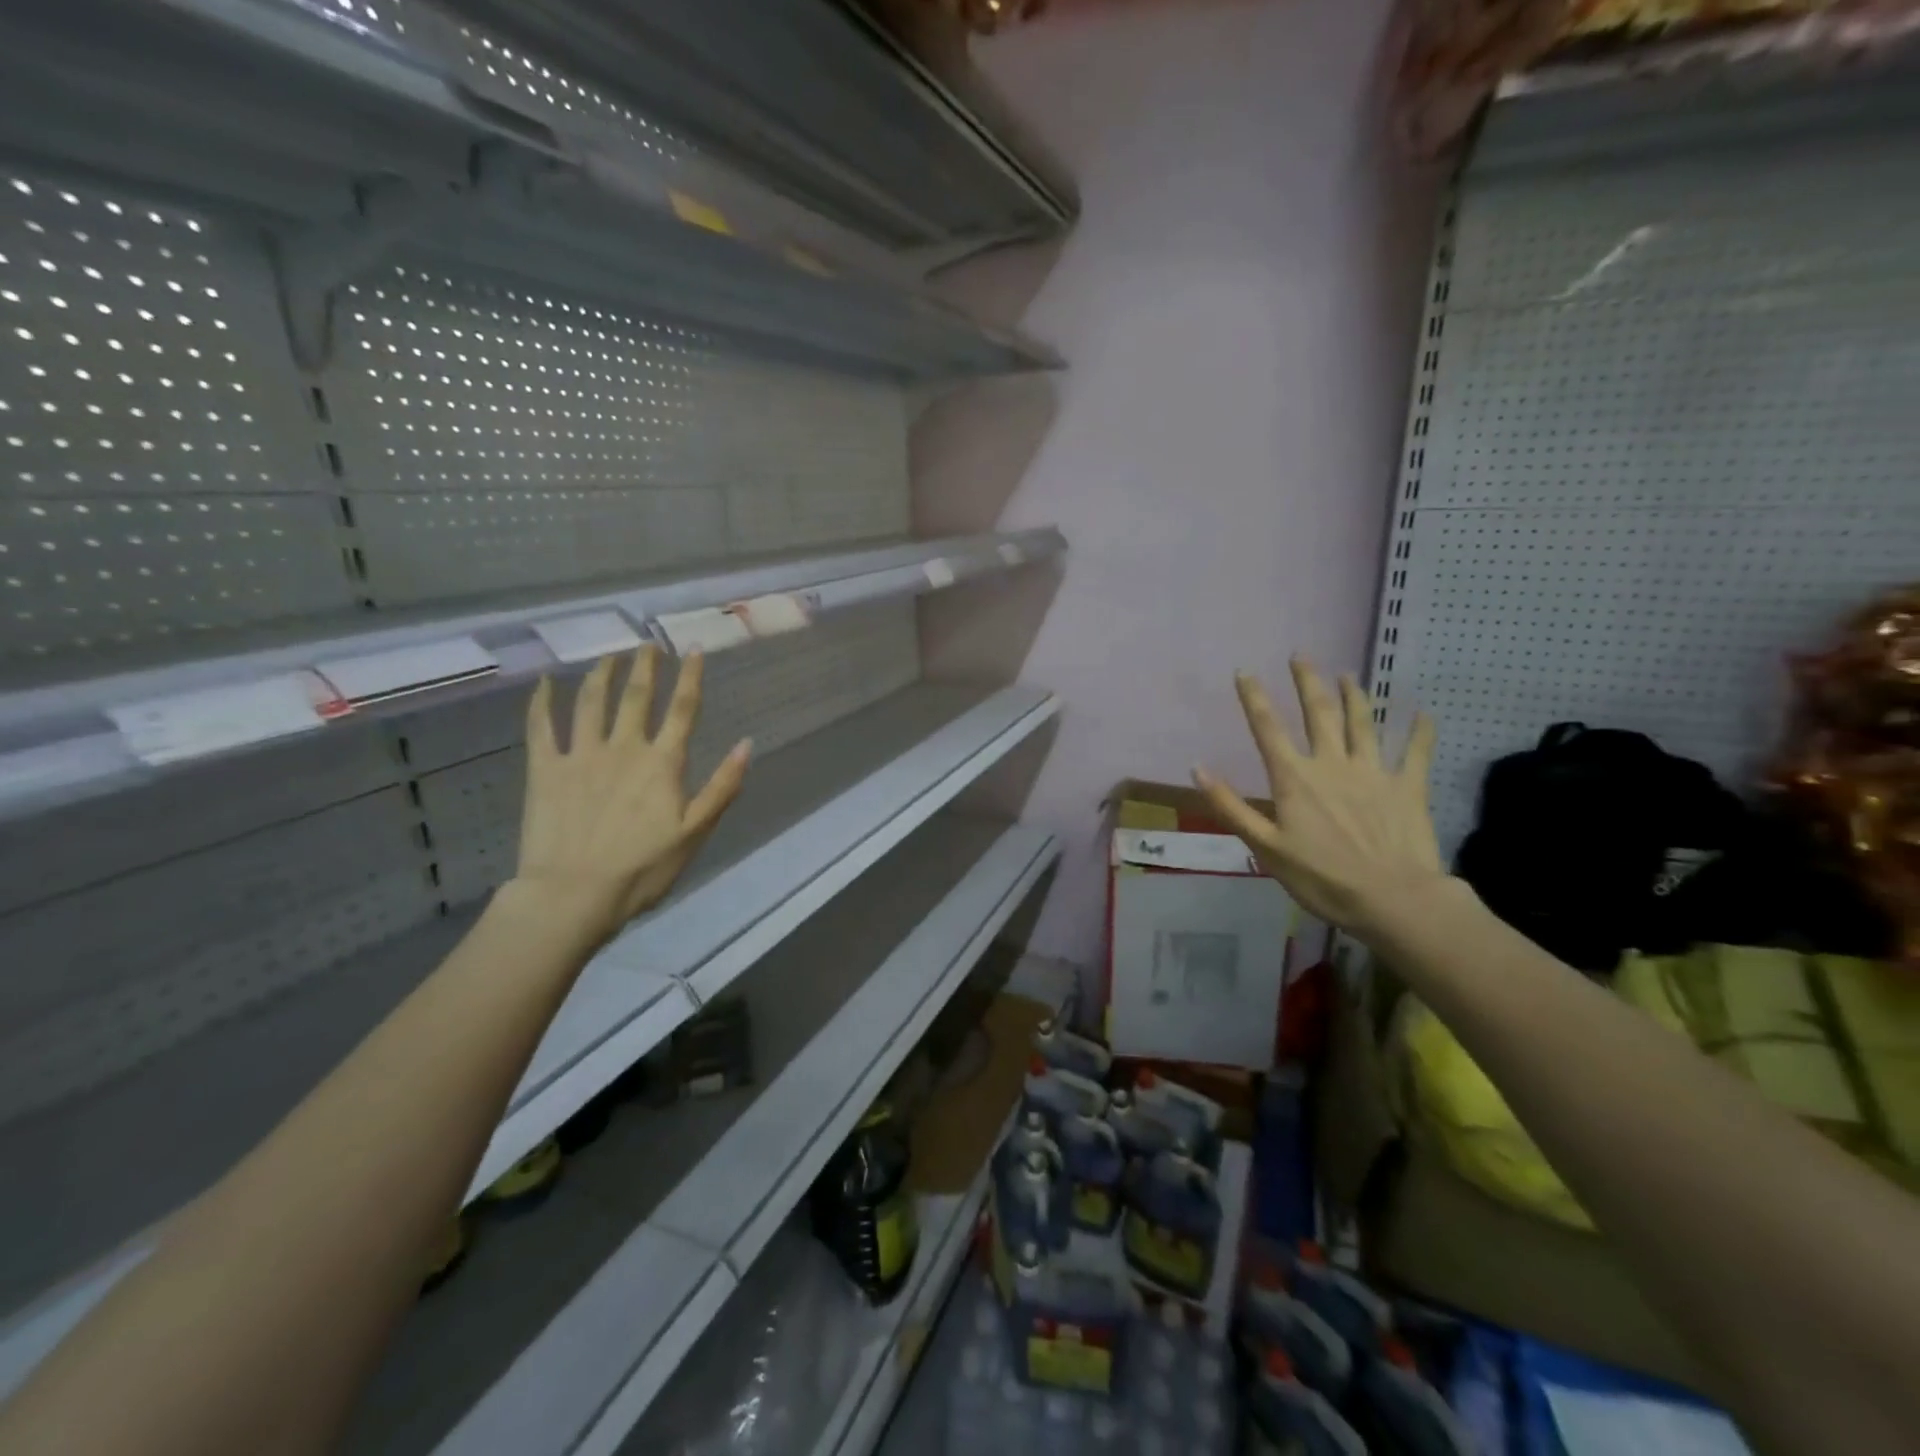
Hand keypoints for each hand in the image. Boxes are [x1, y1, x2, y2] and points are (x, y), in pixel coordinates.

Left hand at [511, 647, 750, 948]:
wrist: (574, 894)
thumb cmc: (643, 868)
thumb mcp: (696, 832)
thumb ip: (723, 786)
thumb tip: (746, 743)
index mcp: (663, 763)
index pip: (682, 709)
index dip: (691, 677)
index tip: (694, 649)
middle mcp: (624, 747)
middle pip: (636, 695)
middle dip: (645, 665)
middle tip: (648, 643)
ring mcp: (581, 754)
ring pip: (591, 701)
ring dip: (602, 673)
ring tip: (609, 655)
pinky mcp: (545, 769)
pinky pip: (542, 726)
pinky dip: (542, 701)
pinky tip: (545, 682)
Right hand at [1193, 660, 1442, 935]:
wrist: (1392, 899)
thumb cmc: (1321, 878)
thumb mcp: (1265, 848)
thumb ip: (1231, 807)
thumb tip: (1197, 769)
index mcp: (1295, 779)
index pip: (1268, 729)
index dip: (1254, 698)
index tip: (1245, 671)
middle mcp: (1332, 764)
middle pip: (1318, 714)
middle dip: (1307, 682)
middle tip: (1301, 656)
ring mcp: (1374, 772)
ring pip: (1363, 724)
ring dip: (1354, 696)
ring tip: (1348, 674)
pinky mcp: (1408, 787)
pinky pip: (1416, 752)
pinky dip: (1420, 731)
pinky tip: (1423, 712)